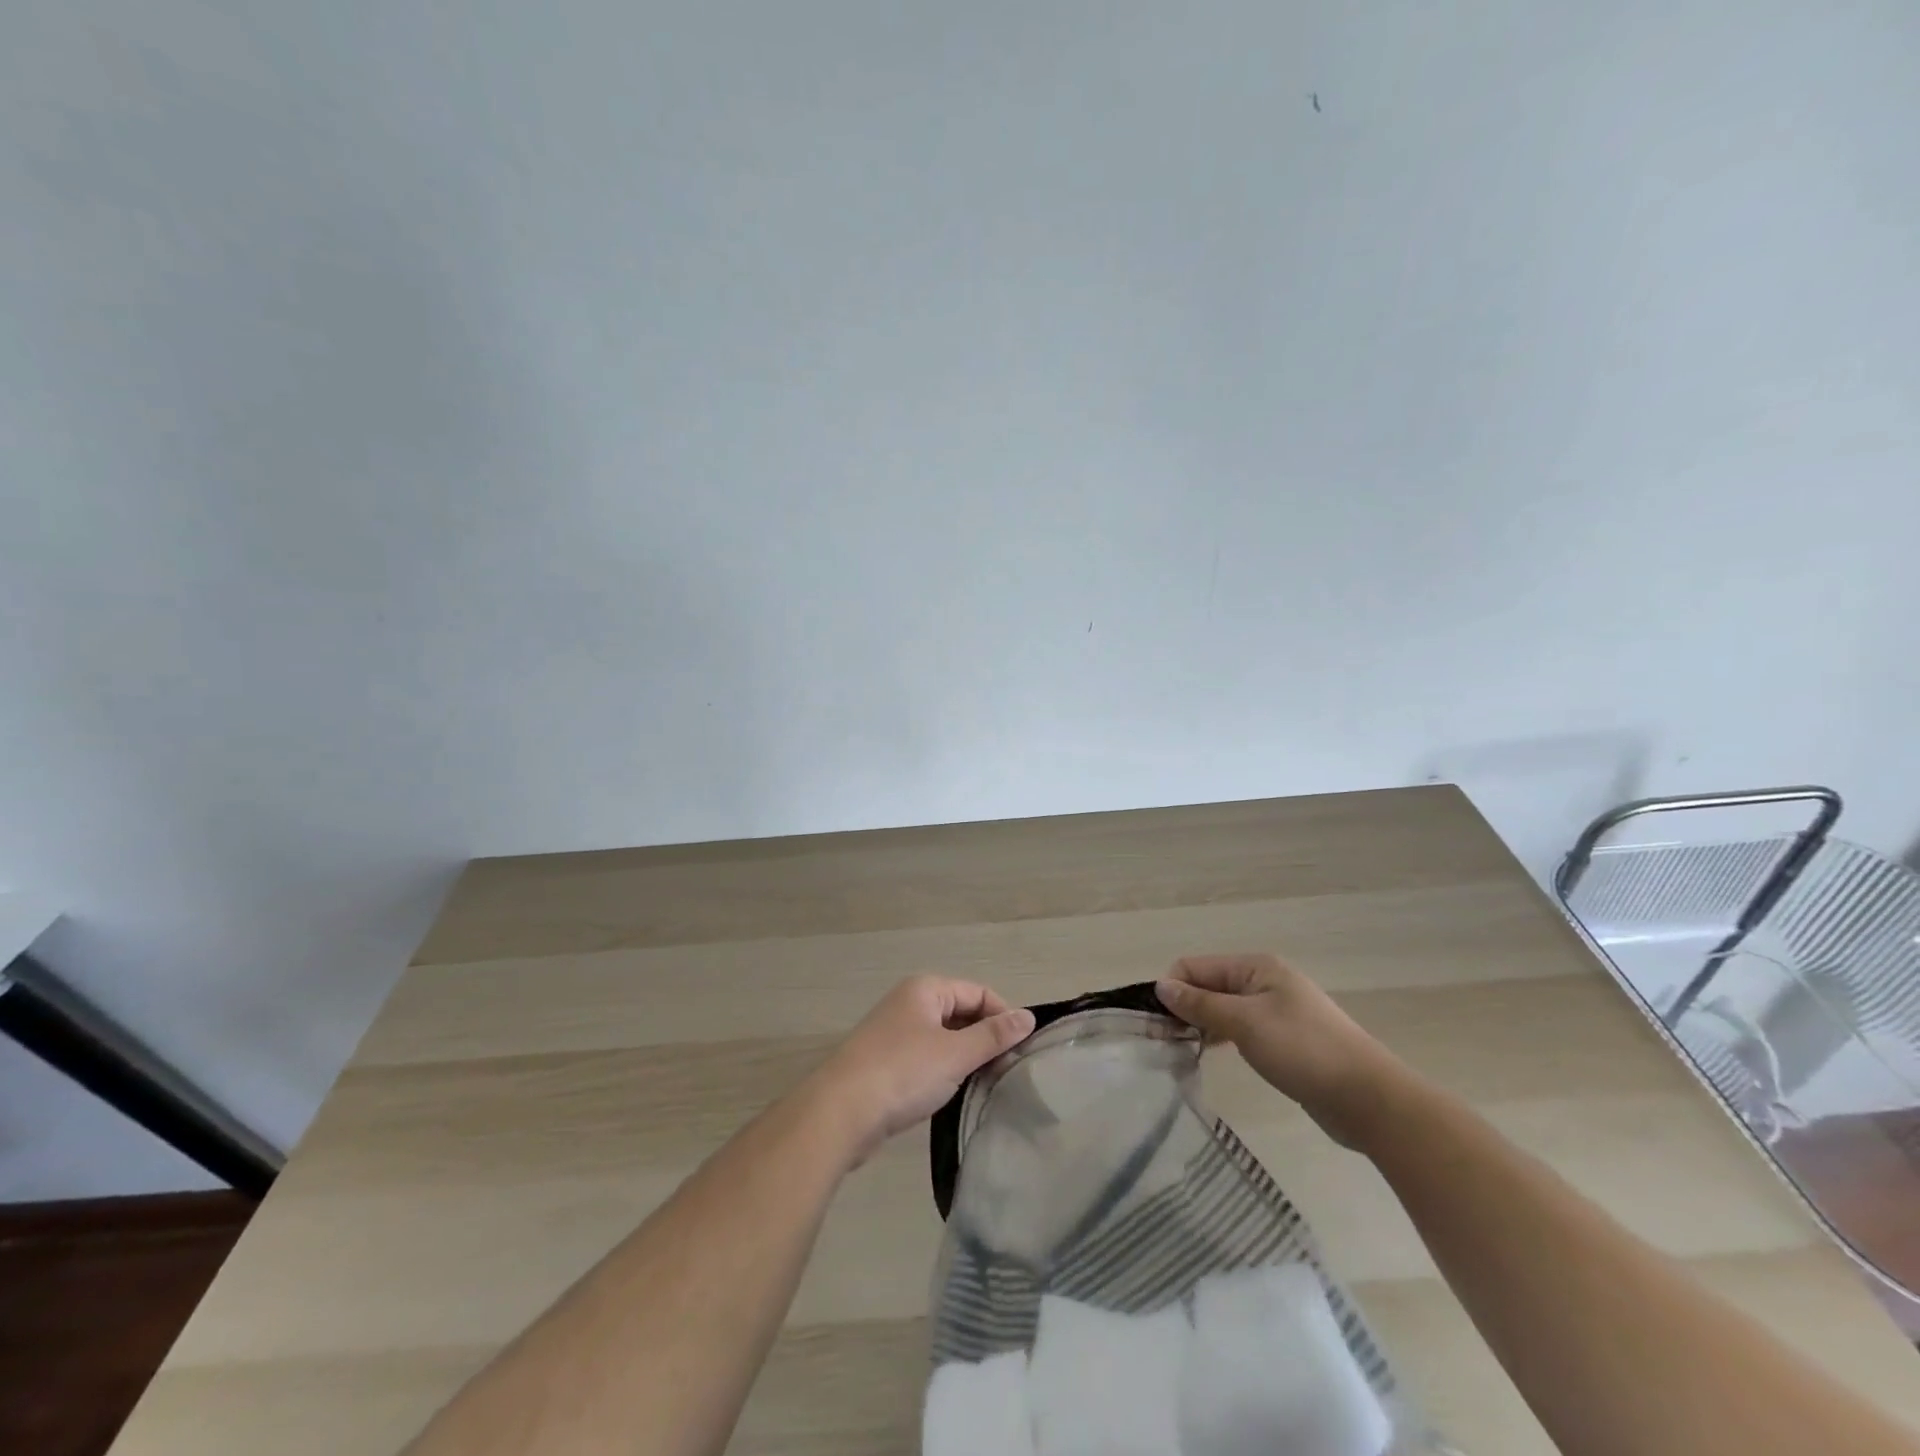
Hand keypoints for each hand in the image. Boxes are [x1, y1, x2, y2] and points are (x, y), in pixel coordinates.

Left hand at [808, 977, 1034, 1165]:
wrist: (840, 1113)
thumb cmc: (903, 1073)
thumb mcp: (955, 1053)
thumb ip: (993, 1036)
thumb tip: (1028, 1017)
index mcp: (925, 989)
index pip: (978, 992)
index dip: (1002, 1018)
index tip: (1020, 1052)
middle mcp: (909, 1003)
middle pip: (961, 1013)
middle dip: (985, 1039)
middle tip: (1007, 1072)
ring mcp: (895, 1033)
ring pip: (944, 1038)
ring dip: (966, 1058)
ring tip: (986, 1085)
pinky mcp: (886, 1063)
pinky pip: (927, 1058)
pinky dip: (944, 1071)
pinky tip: (954, 1094)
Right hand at [1156, 954, 1409, 1147]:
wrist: (1368, 1099)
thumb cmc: (1303, 1050)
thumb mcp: (1245, 1023)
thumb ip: (1200, 1004)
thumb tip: (1161, 986)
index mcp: (1256, 967)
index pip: (1196, 966)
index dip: (1172, 990)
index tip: (1156, 1023)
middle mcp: (1264, 981)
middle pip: (1208, 985)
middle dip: (1184, 1006)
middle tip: (1163, 1040)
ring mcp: (1276, 1010)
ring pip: (1223, 1008)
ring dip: (1201, 1023)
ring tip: (1181, 1049)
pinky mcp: (1284, 1039)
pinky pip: (1240, 1028)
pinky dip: (1221, 1037)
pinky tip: (1210, 1054)